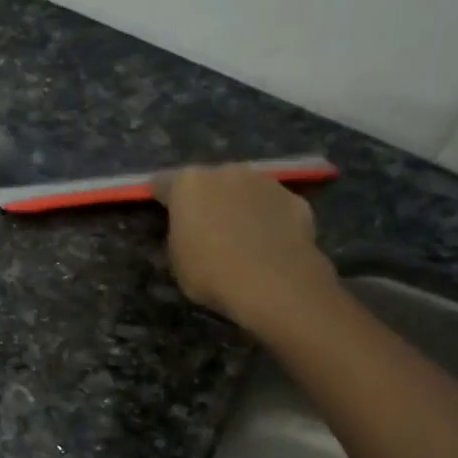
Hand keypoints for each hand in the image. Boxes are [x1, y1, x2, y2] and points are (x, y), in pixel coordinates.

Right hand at [152, 164, 338, 330]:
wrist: (276, 285)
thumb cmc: (212, 273)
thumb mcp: (176, 261)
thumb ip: (177, 236)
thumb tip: (185, 232)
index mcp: (188, 184)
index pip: (163, 183)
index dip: (162, 200)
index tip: (163, 217)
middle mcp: (226, 172)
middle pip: (208, 181)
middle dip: (206, 199)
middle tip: (206, 229)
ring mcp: (265, 182)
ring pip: (244, 189)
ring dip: (240, 205)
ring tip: (242, 237)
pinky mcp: (295, 200)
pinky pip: (274, 207)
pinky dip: (270, 219)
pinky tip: (271, 245)